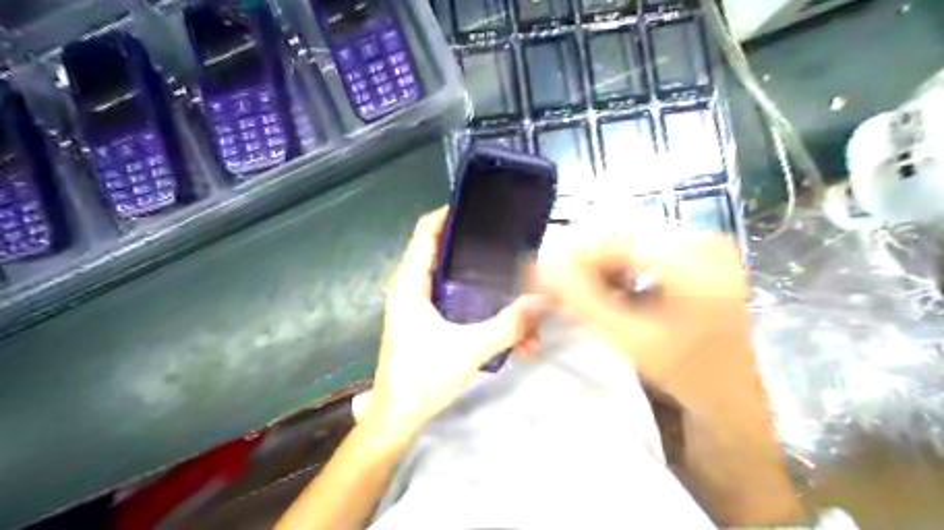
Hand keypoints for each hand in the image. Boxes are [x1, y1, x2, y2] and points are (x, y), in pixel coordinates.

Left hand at [368, 210, 546, 440]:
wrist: (398, 417)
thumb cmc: (422, 377)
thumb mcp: (469, 349)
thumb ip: (508, 325)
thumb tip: (541, 302)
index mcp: (411, 284)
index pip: (426, 232)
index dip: (449, 214)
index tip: (481, 207)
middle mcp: (414, 289)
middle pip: (448, 254)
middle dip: (482, 252)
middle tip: (513, 248)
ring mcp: (423, 307)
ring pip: (460, 286)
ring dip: (492, 295)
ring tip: (525, 305)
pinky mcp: (431, 324)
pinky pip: (462, 308)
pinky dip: (485, 315)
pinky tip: (515, 336)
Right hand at [537, 232, 801, 524]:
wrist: (729, 394)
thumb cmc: (682, 372)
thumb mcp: (625, 337)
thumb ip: (579, 299)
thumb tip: (535, 265)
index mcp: (693, 259)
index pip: (614, 241)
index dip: (574, 260)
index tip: (548, 284)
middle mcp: (703, 240)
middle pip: (623, 240)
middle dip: (591, 267)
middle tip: (570, 297)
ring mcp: (706, 245)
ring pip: (632, 244)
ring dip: (607, 269)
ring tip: (597, 299)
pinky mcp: (704, 254)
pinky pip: (648, 250)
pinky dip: (627, 270)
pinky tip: (622, 294)